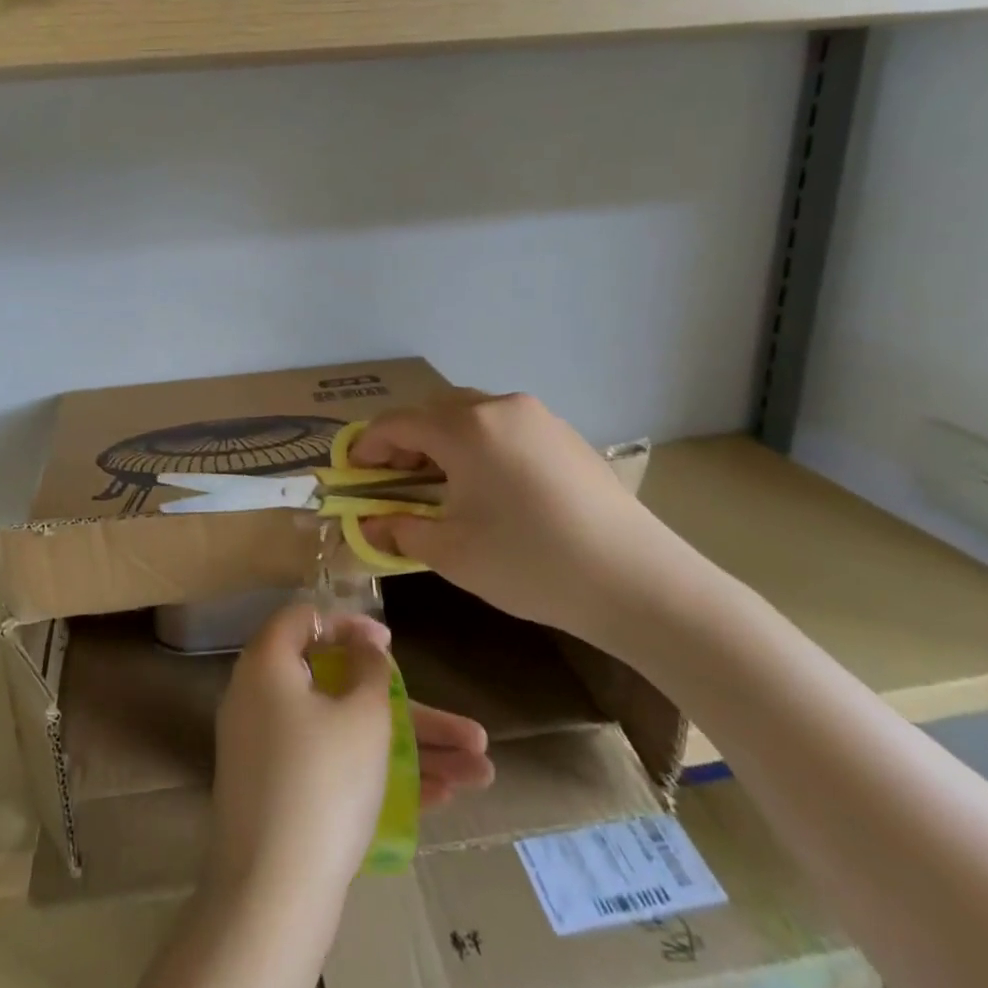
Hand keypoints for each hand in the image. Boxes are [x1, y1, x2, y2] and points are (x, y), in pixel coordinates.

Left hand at [208, 605, 493, 904]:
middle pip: (342, 689)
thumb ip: (370, 670)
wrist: (272, 896)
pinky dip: (382, 776)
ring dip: (413, 750)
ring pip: (349, 736)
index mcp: (267, 667)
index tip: (388, 644)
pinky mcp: (284, 797)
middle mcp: (263, 702)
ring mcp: (272, 753)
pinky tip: (444, 797)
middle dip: (412, 710)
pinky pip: (335, 769)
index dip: (349, 624)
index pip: (304, 621)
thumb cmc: (322, 782)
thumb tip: (363, 644)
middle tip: (467, 730)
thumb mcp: (361, 716)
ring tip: (482, 772)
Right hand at [351, 391, 691, 654]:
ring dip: (443, 440)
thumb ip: (400, 529)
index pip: (397, 424)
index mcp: (465, 428)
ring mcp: (538, 417)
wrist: (635, 579)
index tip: (352, 472)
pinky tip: (488, 485)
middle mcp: (499, 407)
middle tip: (393, 479)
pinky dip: (480, 444)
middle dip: (405, 440)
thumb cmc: (529, 563)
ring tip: (440, 483)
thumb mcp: (451, 552)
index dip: (367, 446)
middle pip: (434, 410)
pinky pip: (505, 427)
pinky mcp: (565, 435)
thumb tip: (369, 523)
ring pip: (471, 414)